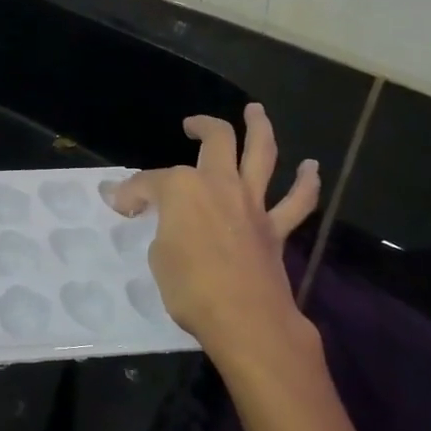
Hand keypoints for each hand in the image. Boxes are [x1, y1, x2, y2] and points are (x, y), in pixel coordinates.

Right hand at [109, 104, 318, 355]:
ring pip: (262, 153)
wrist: (245, 319)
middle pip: (215, 141)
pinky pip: (297, 202)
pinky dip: (306, 183)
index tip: (119, 205)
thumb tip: (151, 216)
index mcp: (182, 188)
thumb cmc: (190, 288)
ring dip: (259, 128)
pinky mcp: (275, 227)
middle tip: (192, 125)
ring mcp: (252, 202)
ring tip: (255, 111)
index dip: (131, 192)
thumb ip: (158, 228)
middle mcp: (220, 184)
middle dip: (202, 126)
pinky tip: (310, 168)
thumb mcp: (158, 256)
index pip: (149, 182)